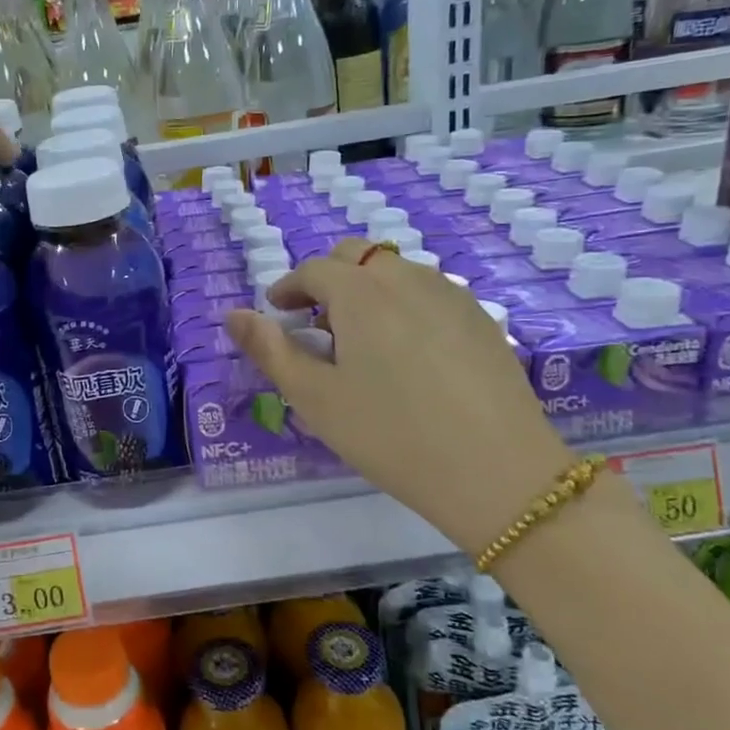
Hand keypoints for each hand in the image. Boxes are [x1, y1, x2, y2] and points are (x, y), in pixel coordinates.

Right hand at [224, 237, 572, 547]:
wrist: (497, 472)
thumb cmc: (390, 435)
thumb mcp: (315, 398)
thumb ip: (270, 350)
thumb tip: (232, 315)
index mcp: (361, 293)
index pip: (314, 269)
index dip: (288, 287)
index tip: (277, 312)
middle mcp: (407, 279)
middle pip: (357, 256)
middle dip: (327, 279)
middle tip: (316, 324)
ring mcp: (451, 294)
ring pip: (396, 271)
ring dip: (366, 289)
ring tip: (361, 340)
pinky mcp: (482, 318)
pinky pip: (430, 291)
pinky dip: (403, 304)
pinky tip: (408, 352)